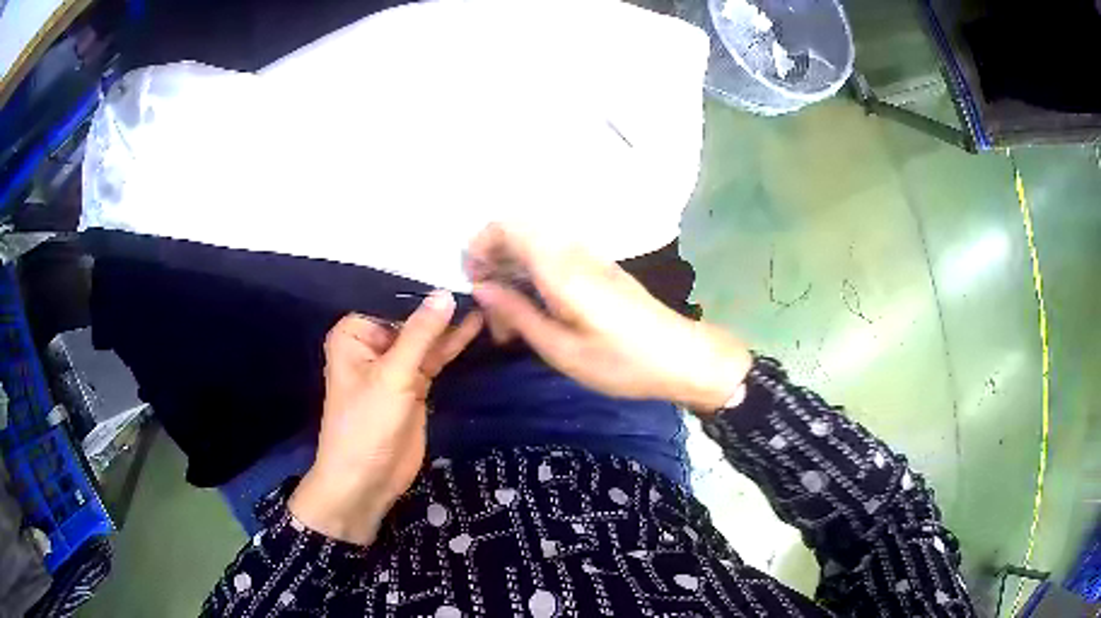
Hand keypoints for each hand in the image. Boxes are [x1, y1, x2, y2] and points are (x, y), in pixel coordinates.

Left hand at [288, 293, 481, 544]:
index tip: (458, 269)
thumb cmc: (366, 424)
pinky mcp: (414, 385)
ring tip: (484, 299)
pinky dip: (452, 345)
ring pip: (426, 338)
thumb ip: (421, 334)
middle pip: (411, 318)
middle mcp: (373, 344)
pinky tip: (474, 326)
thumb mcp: (393, 375)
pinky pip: (434, 358)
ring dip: (451, 325)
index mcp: (355, 333)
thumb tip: (445, 293)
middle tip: (479, 282)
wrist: (366, 480)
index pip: (392, 299)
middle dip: (440, 306)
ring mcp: (395, 366)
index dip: (423, 287)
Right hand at [467, 223, 751, 413]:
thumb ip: (518, 313)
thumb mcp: (562, 349)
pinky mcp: (599, 268)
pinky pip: (554, 256)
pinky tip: (536, 311)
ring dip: (513, 271)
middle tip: (491, 307)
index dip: (480, 244)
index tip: (473, 280)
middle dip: (493, 260)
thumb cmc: (621, 361)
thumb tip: (482, 286)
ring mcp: (589, 256)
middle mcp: (573, 251)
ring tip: (511, 318)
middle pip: (519, 230)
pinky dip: (534, 275)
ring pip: (535, 244)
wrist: (681, 357)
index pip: (508, 225)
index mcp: (561, 267)